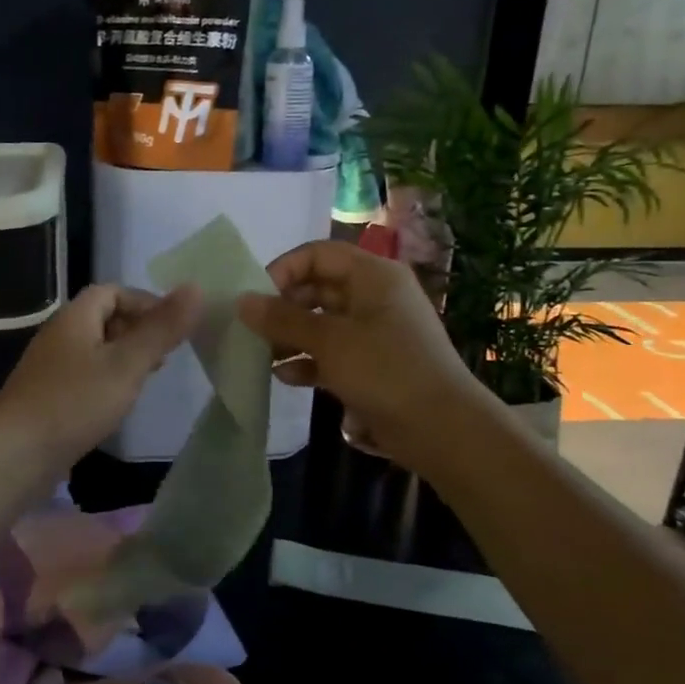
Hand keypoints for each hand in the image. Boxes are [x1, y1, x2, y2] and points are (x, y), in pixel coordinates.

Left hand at [0, 282, 202, 467]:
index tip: (172, 328)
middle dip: (137, 331)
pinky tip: (117, 404)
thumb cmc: (74, 402)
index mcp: (75, 317)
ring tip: (147, 380)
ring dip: (123, 358)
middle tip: (165, 356)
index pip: (112, 291)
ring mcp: (50, 367)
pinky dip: (106, 381)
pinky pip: (84, 376)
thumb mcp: (127, 364)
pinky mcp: (47, 397)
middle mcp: (59, 335)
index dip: (145, 302)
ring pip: (95, 350)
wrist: (15, 454)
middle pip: (103, 318)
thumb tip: (195, 287)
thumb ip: (161, 328)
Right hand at [236, 240, 483, 473]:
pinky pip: (333, 353)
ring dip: (291, 336)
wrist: (442, 429)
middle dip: (283, 308)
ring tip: (262, 355)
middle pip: (319, 288)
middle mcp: (374, 297)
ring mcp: (375, 332)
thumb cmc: (385, 370)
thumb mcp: (329, 341)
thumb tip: (242, 301)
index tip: (255, 298)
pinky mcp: (373, 365)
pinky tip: (284, 377)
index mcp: (373, 275)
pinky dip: (309, 360)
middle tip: (253, 330)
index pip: (318, 254)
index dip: (284, 270)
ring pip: (323, 323)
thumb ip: (283, 319)